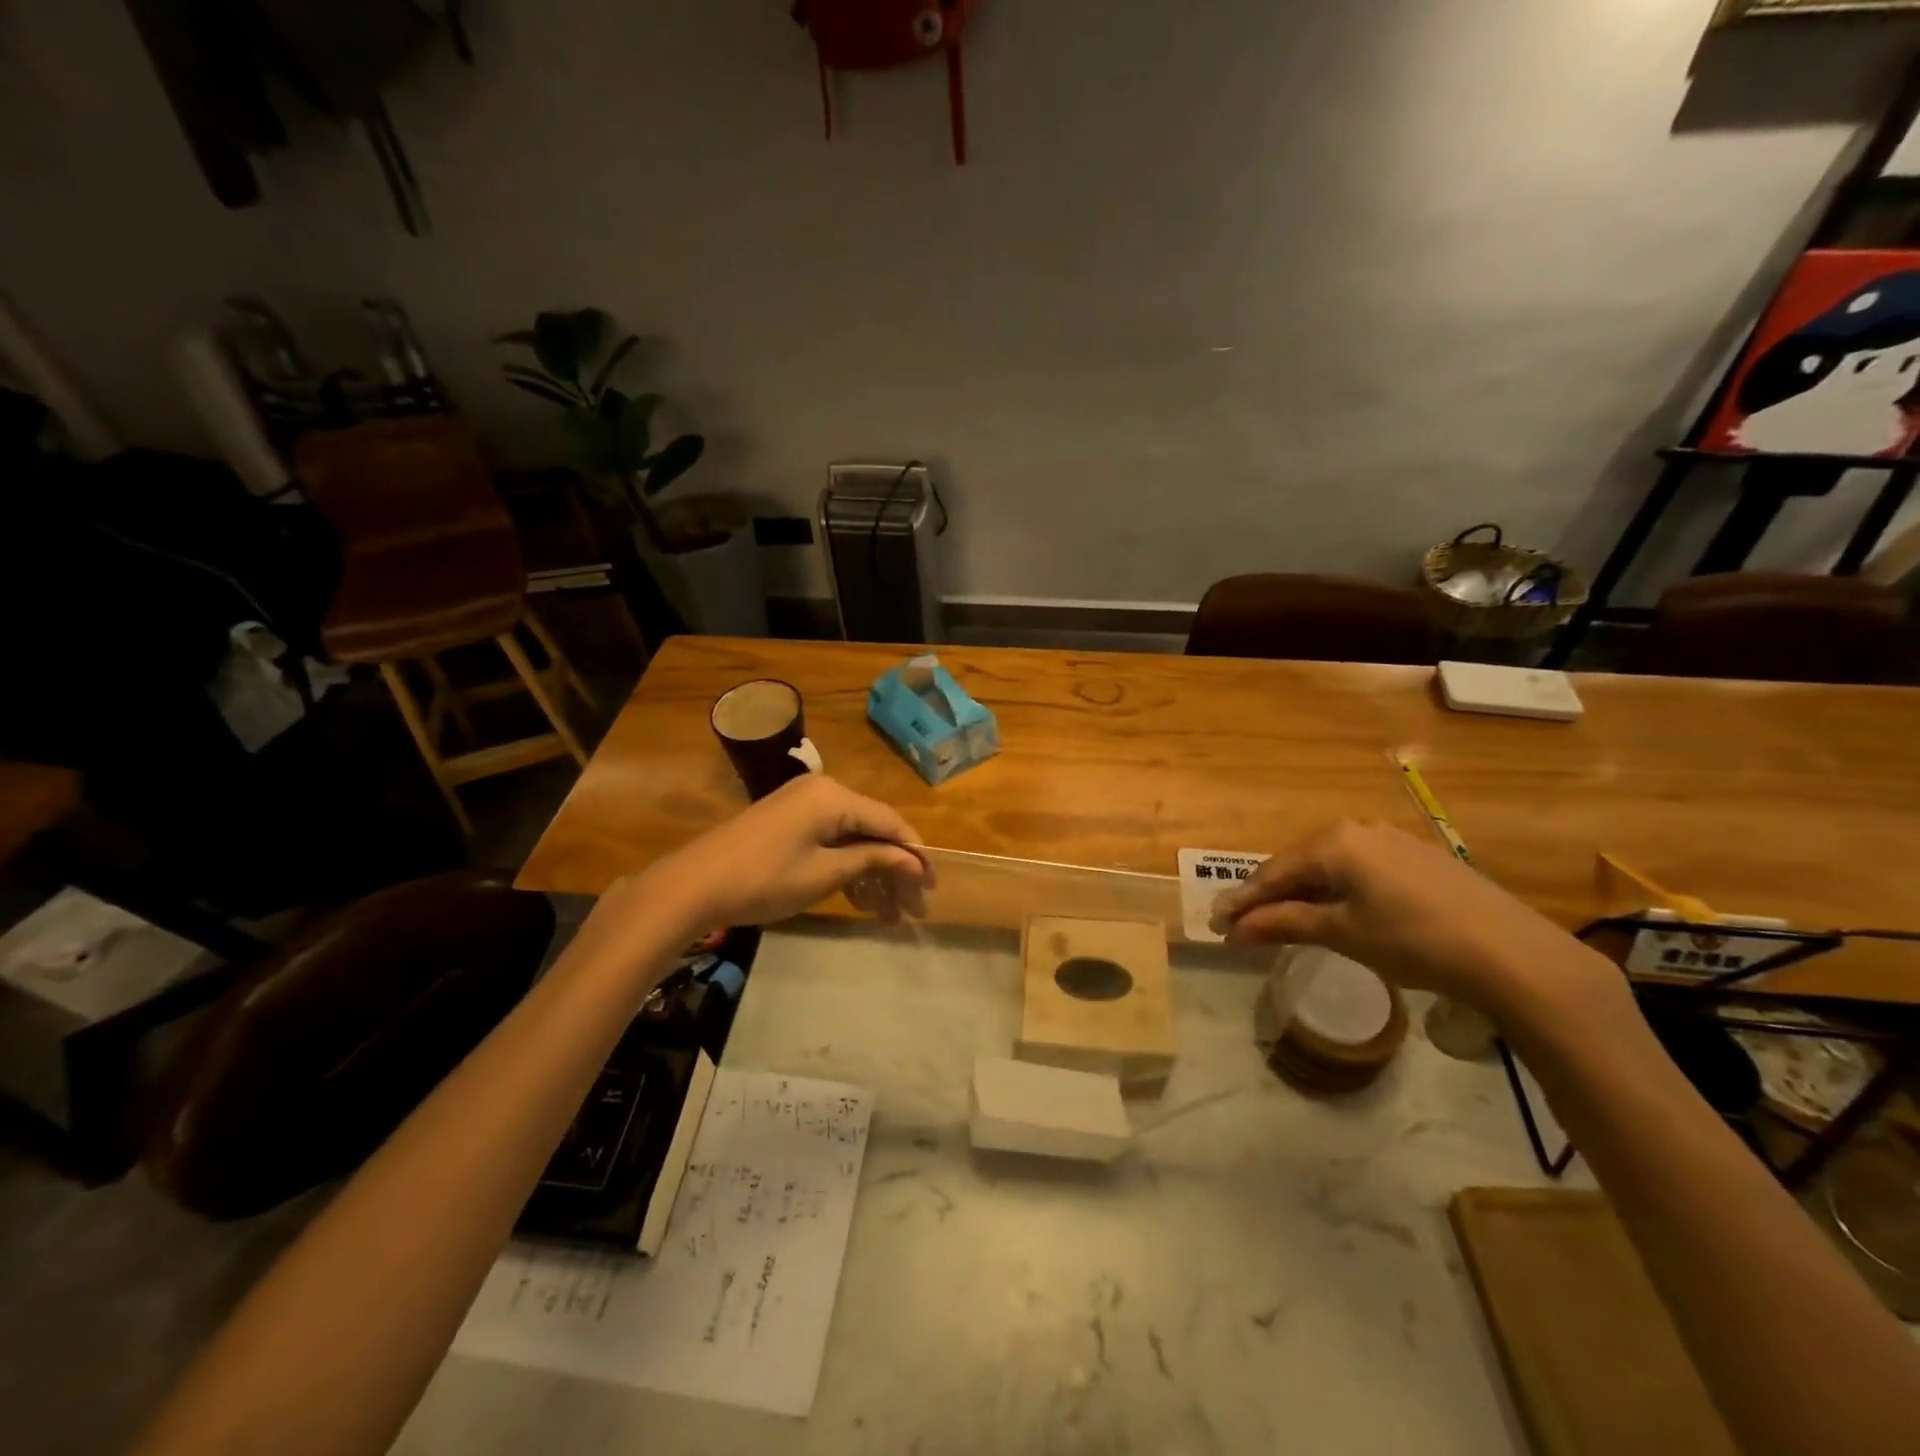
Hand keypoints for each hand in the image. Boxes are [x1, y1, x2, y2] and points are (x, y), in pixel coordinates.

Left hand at [639, 775, 931, 929]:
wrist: (692, 886)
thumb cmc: (764, 879)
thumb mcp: (825, 874)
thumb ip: (873, 861)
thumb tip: (914, 862)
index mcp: (834, 796)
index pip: (890, 822)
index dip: (915, 855)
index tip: (932, 887)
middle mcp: (823, 792)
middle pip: (872, 831)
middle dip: (894, 871)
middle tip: (913, 910)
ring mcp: (802, 807)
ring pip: (852, 839)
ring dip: (871, 875)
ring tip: (888, 915)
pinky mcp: (787, 824)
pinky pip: (829, 841)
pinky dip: (846, 868)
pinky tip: (859, 900)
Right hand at [1209, 820, 1616, 1017]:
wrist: (1514, 955)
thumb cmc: (1414, 940)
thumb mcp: (1342, 933)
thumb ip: (1283, 924)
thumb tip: (1233, 929)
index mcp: (1334, 841)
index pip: (1273, 873)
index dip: (1243, 901)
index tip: (1218, 925)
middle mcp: (1359, 829)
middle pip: (1300, 866)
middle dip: (1271, 897)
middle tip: (1247, 926)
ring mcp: (1394, 841)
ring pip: (1332, 868)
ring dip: (1305, 895)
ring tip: (1288, 922)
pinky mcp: (1421, 859)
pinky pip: (1362, 871)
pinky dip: (1339, 892)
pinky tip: (1340, 913)